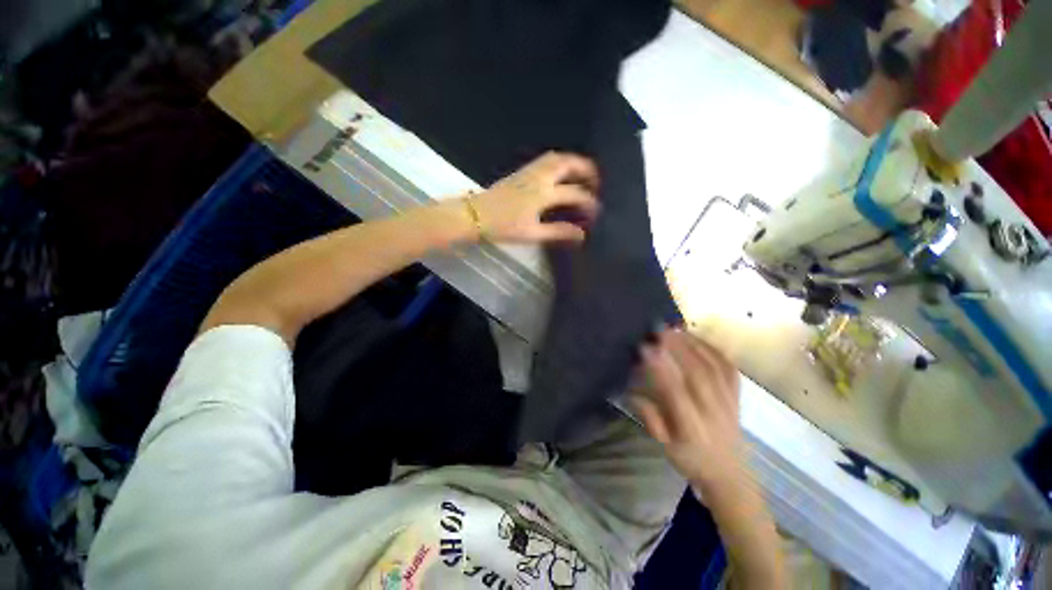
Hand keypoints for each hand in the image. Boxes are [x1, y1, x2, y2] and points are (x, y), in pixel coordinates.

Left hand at [470, 151, 600, 243]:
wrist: (476, 216)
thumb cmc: (503, 227)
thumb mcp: (532, 233)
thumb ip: (558, 232)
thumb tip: (581, 234)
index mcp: (543, 193)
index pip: (574, 193)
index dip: (589, 202)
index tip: (597, 211)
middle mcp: (539, 177)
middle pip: (567, 163)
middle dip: (586, 168)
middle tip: (597, 181)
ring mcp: (529, 172)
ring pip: (556, 158)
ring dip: (573, 162)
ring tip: (582, 175)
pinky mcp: (521, 172)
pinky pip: (546, 161)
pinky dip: (560, 163)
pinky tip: (561, 175)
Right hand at [634, 328, 744, 492]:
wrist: (729, 472)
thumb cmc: (689, 457)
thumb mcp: (662, 445)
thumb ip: (648, 415)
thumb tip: (630, 388)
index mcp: (692, 427)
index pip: (676, 393)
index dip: (660, 369)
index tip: (645, 348)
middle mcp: (713, 412)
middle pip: (699, 374)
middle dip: (678, 348)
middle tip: (658, 329)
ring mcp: (729, 402)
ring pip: (714, 367)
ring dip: (693, 344)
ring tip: (674, 328)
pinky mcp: (737, 395)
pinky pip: (728, 367)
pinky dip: (712, 348)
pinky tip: (697, 337)